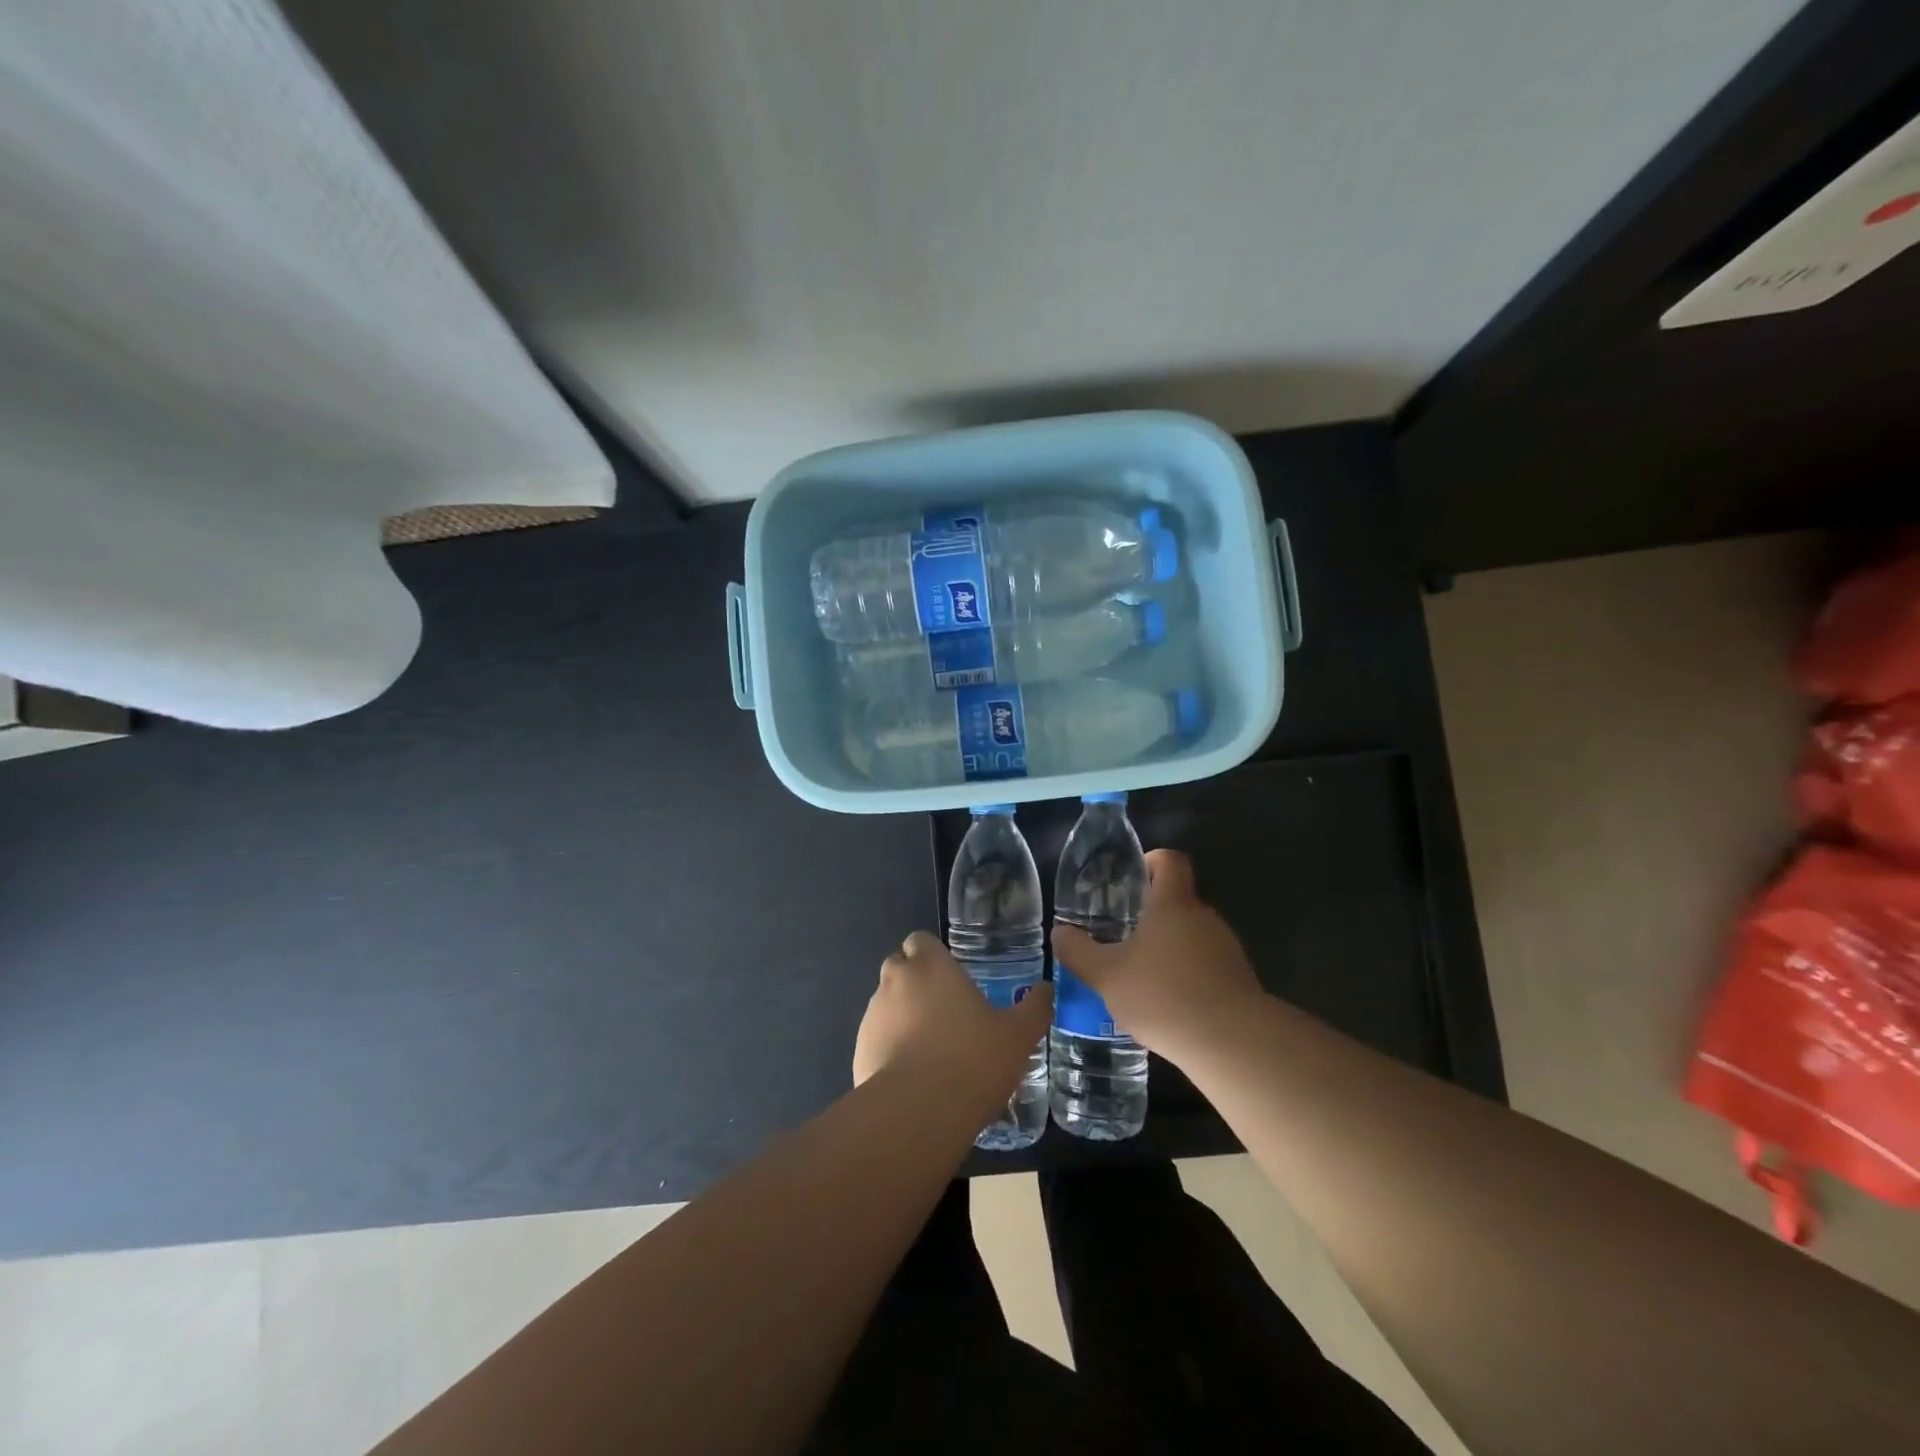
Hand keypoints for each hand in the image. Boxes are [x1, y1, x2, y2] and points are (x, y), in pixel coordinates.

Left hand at [854, 931, 1052, 1109]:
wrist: (919, 1112)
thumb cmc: (973, 1059)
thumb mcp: (1018, 1035)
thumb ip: (1034, 1008)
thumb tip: (1047, 989)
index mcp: (931, 966)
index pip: (920, 940)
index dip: (933, 955)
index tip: (951, 977)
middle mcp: (896, 981)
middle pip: (899, 968)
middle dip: (915, 982)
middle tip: (944, 1012)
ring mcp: (872, 1016)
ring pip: (886, 1004)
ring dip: (902, 1016)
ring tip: (930, 1050)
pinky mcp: (859, 1051)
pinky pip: (876, 1039)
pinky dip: (889, 1049)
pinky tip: (913, 1077)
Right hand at [1051, 849, 1261, 1064]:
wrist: (1233, 1043)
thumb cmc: (1163, 995)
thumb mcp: (1106, 975)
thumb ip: (1078, 951)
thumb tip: (1060, 933)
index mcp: (1172, 904)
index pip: (1169, 860)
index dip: (1150, 861)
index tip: (1131, 879)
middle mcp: (1204, 916)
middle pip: (1177, 900)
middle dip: (1150, 914)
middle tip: (1121, 936)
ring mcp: (1226, 947)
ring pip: (1191, 934)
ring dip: (1168, 948)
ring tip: (1141, 977)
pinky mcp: (1238, 978)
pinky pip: (1206, 963)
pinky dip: (1186, 974)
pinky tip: (1168, 1004)